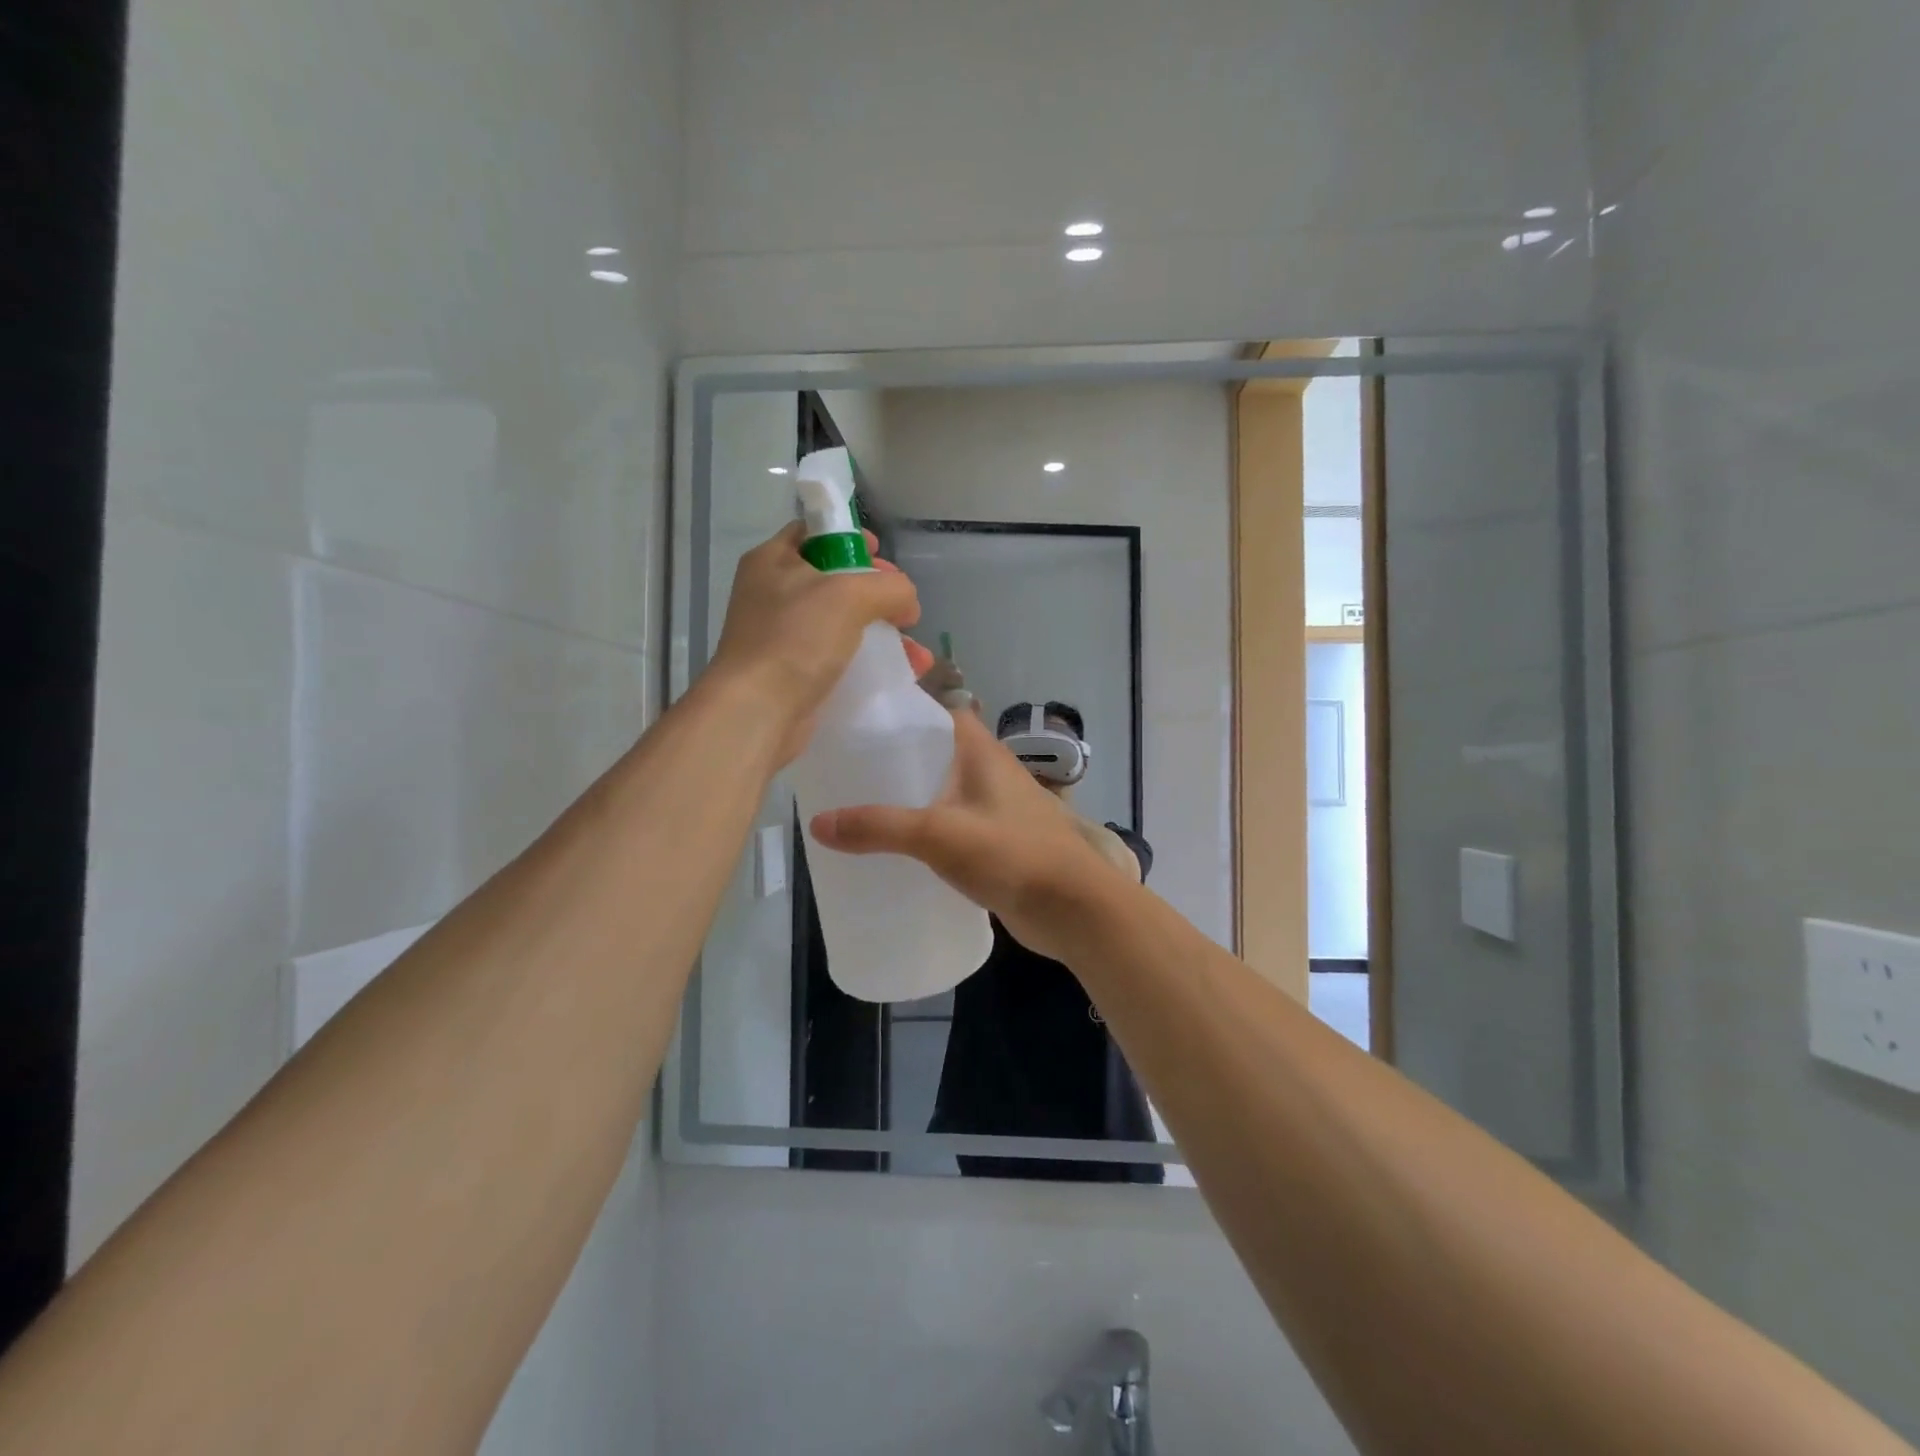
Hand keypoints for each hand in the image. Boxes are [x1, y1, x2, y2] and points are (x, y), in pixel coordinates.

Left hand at [710, 523, 931, 762]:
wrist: (758, 711)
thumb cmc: (796, 638)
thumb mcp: (850, 595)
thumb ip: (889, 587)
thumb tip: (906, 602)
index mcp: (773, 560)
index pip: (815, 533)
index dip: (851, 538)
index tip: (881, 555)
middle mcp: (773, 594)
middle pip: (835, 580)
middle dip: (878, 594)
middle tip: (903, 609)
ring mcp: (782, 636)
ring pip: (843, 624)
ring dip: (884, 634)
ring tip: (917, 655)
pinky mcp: (794, 673)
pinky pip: (840, 658)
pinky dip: (870, 662)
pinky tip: (903, 673)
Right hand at [808, 711, 1127, 960]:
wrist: (1074, 909)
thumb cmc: (1012, 854)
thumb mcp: (938, 835)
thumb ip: (880, 827)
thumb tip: (817, 823)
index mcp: (980, 751)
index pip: (936, 711)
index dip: (899, 709)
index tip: (855, 719)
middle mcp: (988, 771)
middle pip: (933, 752)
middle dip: (893, 759)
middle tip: (844, 769)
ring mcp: (995, 808)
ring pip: (941, 792)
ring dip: (908, 798)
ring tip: (858, 807)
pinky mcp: (996, 842)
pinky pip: (951, 825)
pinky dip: (925, 831)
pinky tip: (895, 849)